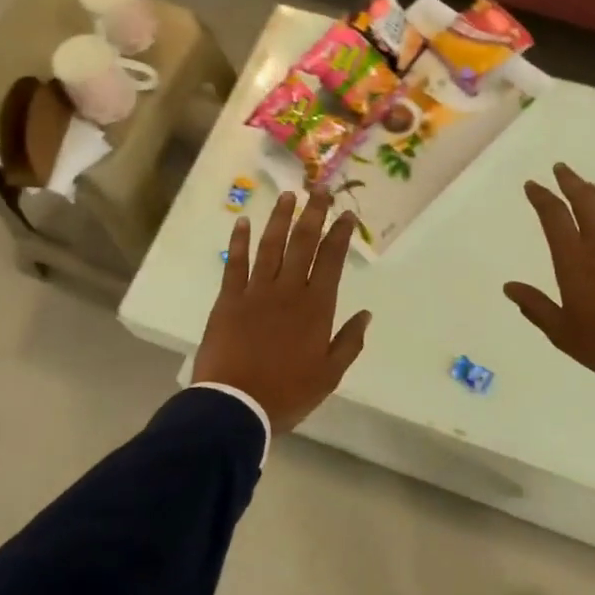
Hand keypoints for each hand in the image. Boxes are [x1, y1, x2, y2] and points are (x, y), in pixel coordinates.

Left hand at [194, 190, 372, 433]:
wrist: (235, 405)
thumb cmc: (287, 393)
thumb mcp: (329, 375)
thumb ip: (349, 342)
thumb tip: (366, 314)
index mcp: (316, 307)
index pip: (331, 260)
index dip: (340, 234)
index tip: (346, 214)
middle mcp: (288, 290)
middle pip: (302, 243)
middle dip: (313, 214)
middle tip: (319, 189)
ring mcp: (256, 292)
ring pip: (271, 246)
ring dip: (280, 219)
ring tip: (287, 196)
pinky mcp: (229, 299)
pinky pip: (235, 263)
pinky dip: (240, 241)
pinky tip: (244, 222)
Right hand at [503, 164, 594, 382]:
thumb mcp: (561, 331)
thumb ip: (535, 306)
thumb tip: (509, 287)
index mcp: (573, 259)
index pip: (553, 216)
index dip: (541, 197)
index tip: (533, 185)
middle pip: (585, 202)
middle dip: (571, 182)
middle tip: (562, 169)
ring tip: (592, 188)